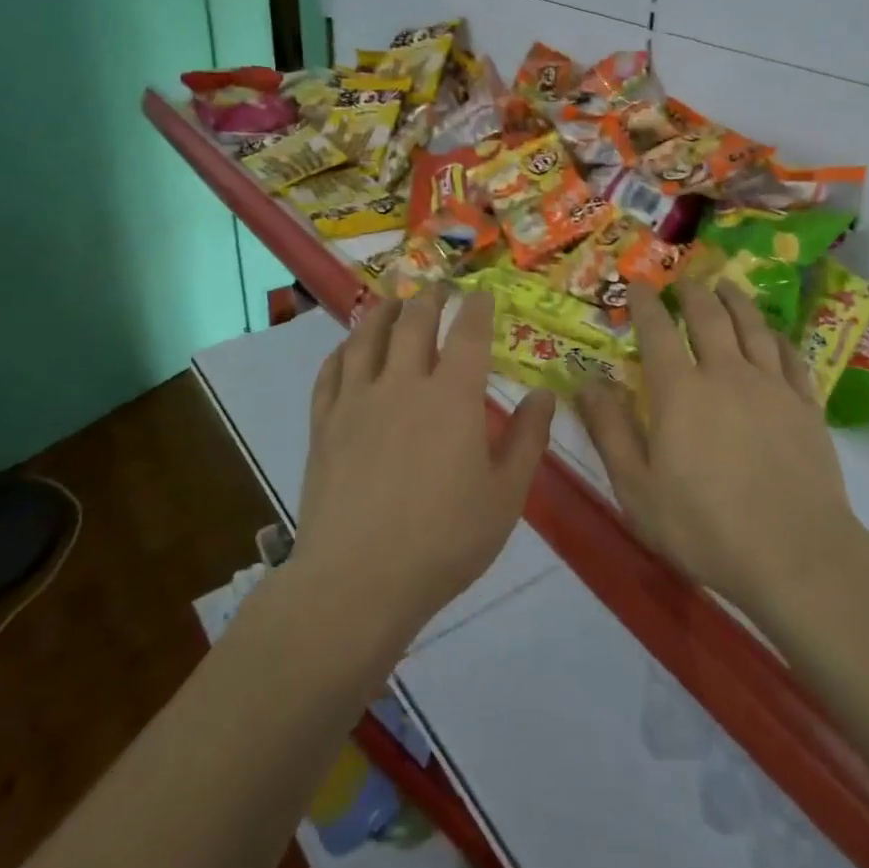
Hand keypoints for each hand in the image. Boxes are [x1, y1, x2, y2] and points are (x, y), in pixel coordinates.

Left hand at [296, 287, 555, 642]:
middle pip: (414, 322)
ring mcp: (356, 400)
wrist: (359, 580)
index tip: (484, 294)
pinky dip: (343, 349)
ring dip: (384, 311)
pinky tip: (348, 348)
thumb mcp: (506, 495)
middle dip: (430, 298)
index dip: (478, 307)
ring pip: (367, 335)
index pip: (468, 332)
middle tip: (439, 288)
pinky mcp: (324, 423)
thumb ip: (528, 439)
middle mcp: (402, 383)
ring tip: (394, 302)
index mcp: (452, 396)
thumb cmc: (445, 540)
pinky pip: (331, 371)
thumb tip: (544, 394)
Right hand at [575, 283, 864, 620]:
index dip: (645, 302)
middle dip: (692, 292)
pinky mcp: (806, 406)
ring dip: (736, 301)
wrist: (796, 554)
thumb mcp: (637, 487)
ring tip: (726, 286)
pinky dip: (777, 336)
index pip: (657, 330)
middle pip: (709, 316)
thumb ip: (610, 431)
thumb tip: (585, 384)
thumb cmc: (704, 526)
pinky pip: (791, 356)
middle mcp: (726, 374)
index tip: (637, 284)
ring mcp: (772, 387)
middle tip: (683, 280)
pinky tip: (773, 335)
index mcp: (680, 391)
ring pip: (753, 327)